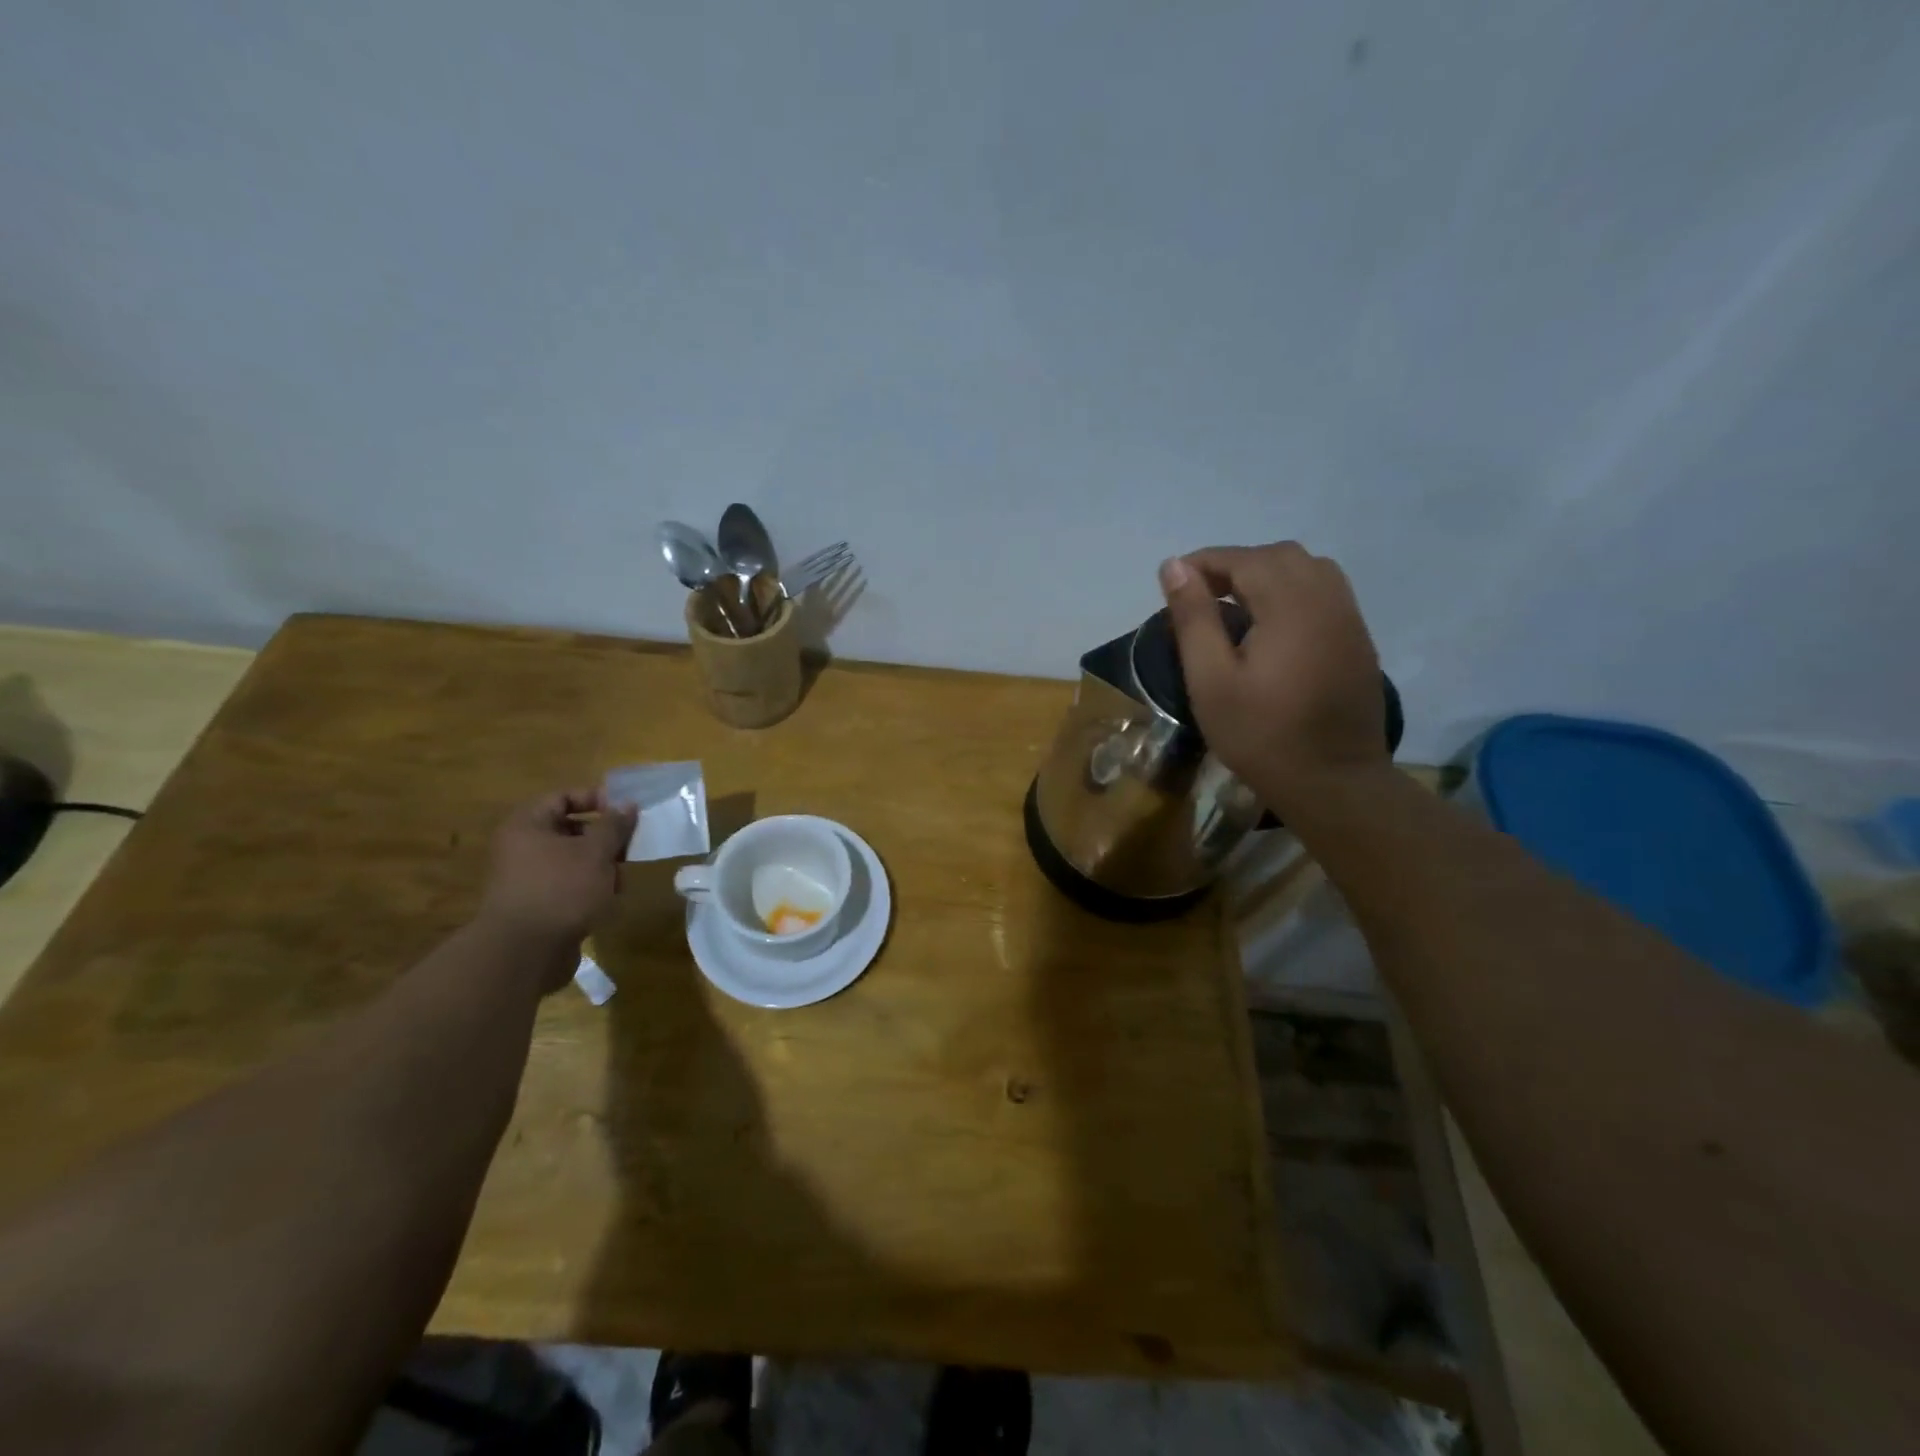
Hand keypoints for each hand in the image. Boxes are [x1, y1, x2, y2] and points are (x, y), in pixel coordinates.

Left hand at [476, 788, 636, 954]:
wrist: (525, 952)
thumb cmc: (561, 889)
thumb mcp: (596, 852)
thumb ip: (614, 825)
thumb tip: (627, 804)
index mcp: (527, 826)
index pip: (563, 797)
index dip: (596, 799)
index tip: (625, 812)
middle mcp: (522, 848)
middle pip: (570, 829)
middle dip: (604, 838)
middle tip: (629, 847)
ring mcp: (528, 878)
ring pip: (573, 860)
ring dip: (601, 866)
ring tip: (622, 879)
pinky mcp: (538, 905)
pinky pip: (569, 886)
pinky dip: (590, 889)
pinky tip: (608, 901)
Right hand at [1159, 542, 1388, 813]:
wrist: (1333, 781)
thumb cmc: (1261, 735)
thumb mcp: (1210, 681)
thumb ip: (1193, 618)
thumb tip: (1174, 566)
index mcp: (1290, 606)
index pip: (1244, 559)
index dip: (1205, 562)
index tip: (1175, 582)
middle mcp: (1326, 599)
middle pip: (1280, 556)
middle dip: (1236, 565)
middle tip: (1202, 596)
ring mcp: (1349, 618)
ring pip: (1308, 569)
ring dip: (1267, 575)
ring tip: (1234, 607)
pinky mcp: (1358, 639)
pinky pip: (1325, 592)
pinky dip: (1292, 591)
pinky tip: (1270, 626)